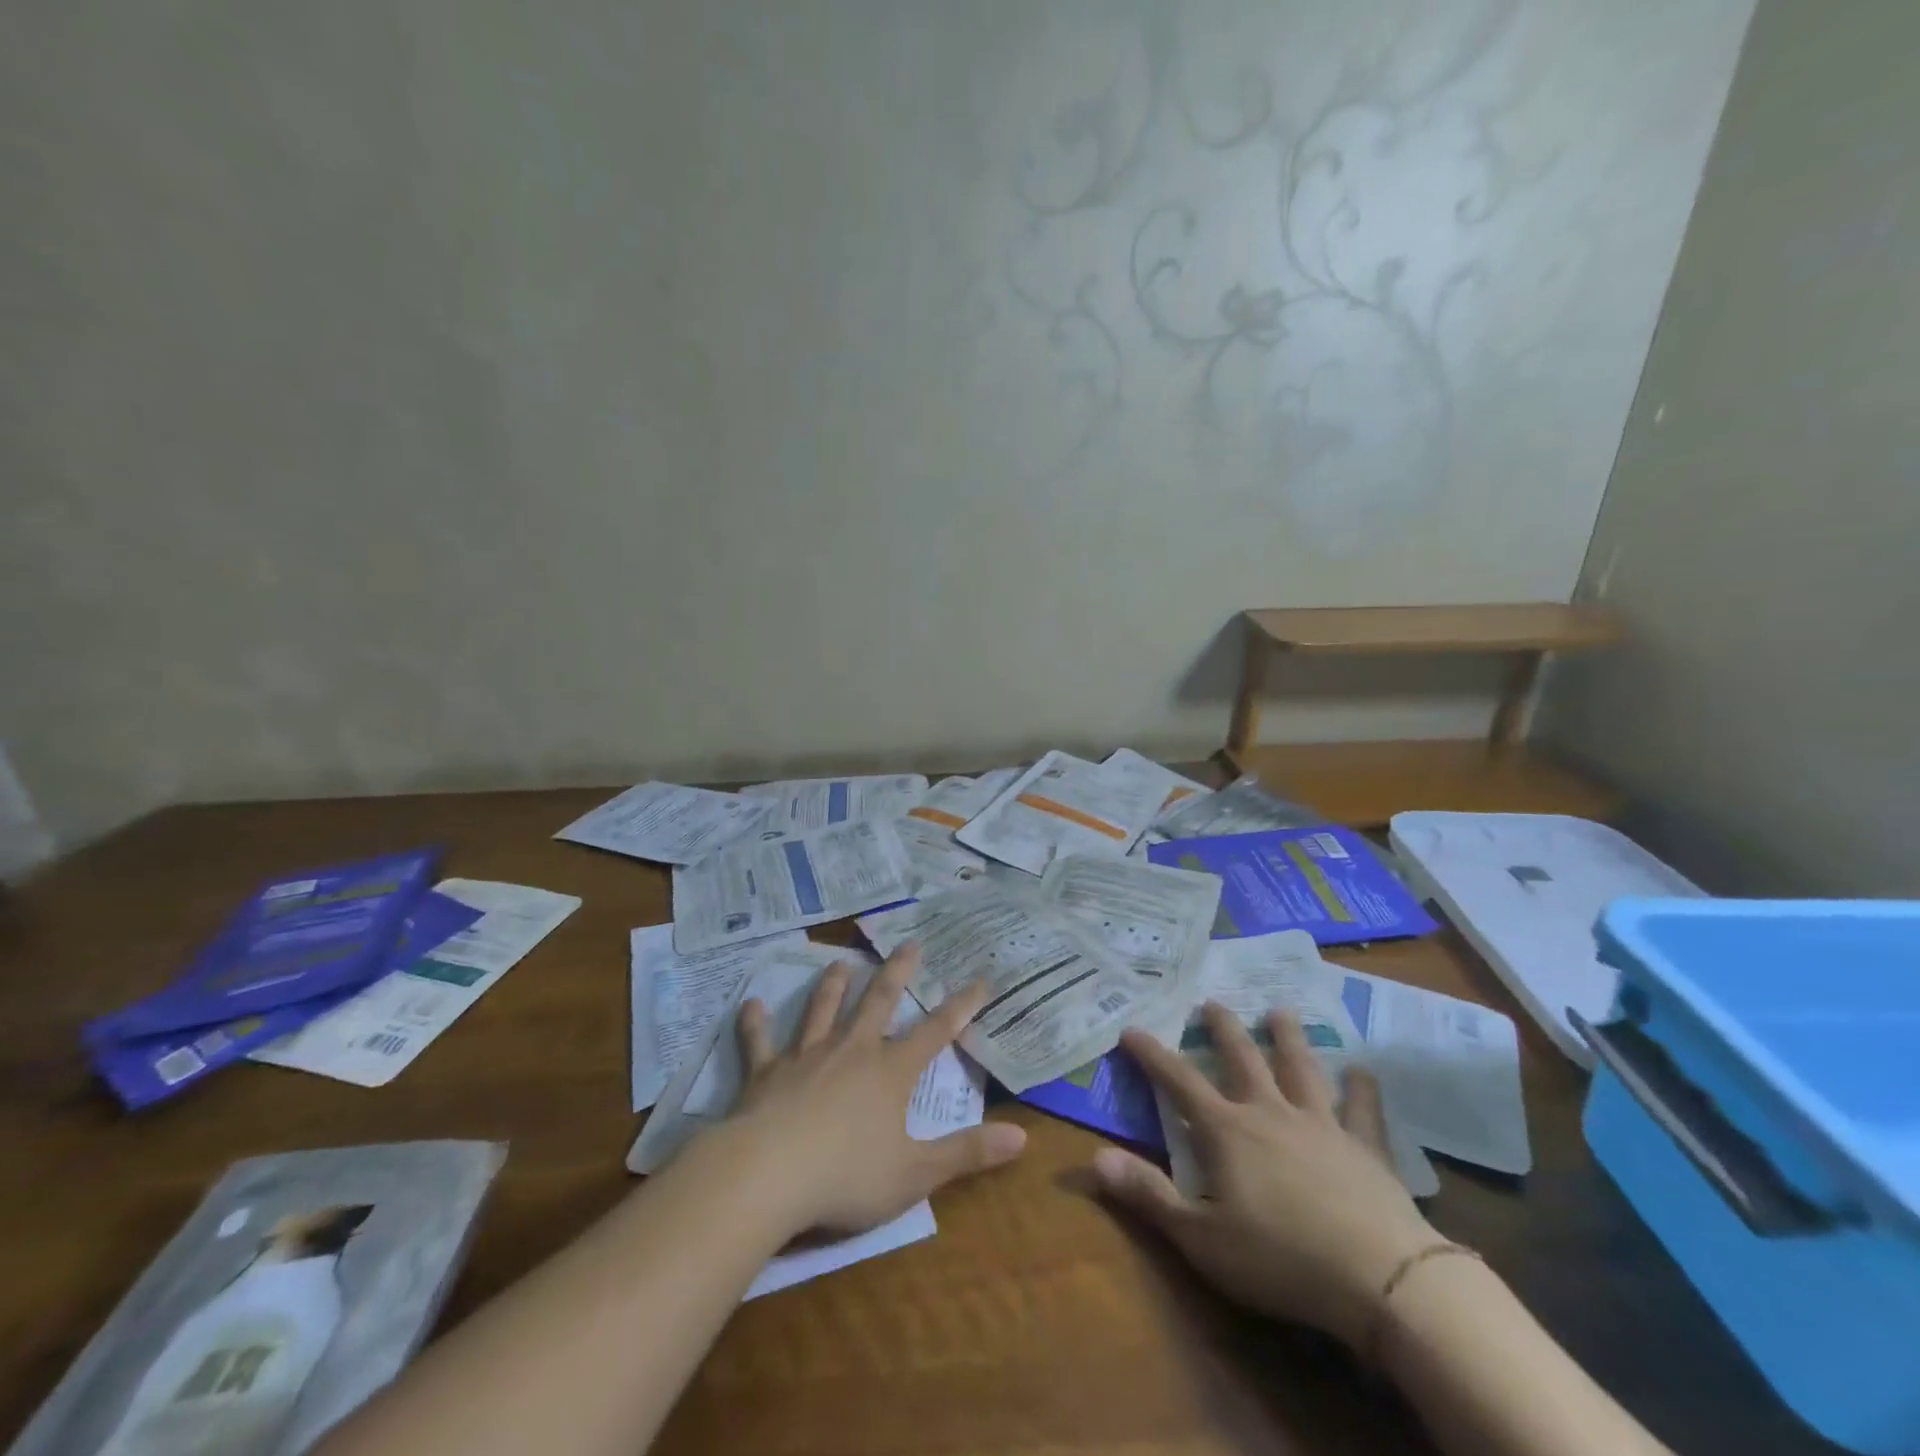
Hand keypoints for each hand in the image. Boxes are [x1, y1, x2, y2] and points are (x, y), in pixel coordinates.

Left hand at [723, 945, 1026, 1236]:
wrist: (767, 1174)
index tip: (980, 979)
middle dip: (897, 971)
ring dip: (833, 986)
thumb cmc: (847, 1176)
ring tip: (840, 962)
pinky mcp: (766, 1071)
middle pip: (879, 1001)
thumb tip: (1023, 1138)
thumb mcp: (916, 1174)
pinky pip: (760, 1041)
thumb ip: (967, 1153)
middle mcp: (851, 1050)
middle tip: (908, 943)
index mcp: (890, 1071)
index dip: (962, 1005)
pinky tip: (751, 1004)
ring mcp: (806, 1056)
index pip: (936, 1031)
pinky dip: (756, 1023)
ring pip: (823, 1009)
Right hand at [1093, 1005, 1443, 1349]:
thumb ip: (1147, 1194)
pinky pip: (1363, 1110)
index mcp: (1227, 1130)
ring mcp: (1321, 1125)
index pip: (1179, 1081)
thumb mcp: (1200, 1237)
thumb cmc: (1279, 1259)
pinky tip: (1362, 1071)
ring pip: (1300, 1068)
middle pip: (1243, 1059)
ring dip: (1288, 1038)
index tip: (1132, 1029)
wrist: (1379, 1277)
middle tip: (1213, 1002)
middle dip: (1224, 1029)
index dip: (1152, 1054)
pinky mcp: (1365, 1148)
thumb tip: (1093, 1159)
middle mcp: (1270, 1112)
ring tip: (1280, 1011)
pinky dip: (1362, 1089)